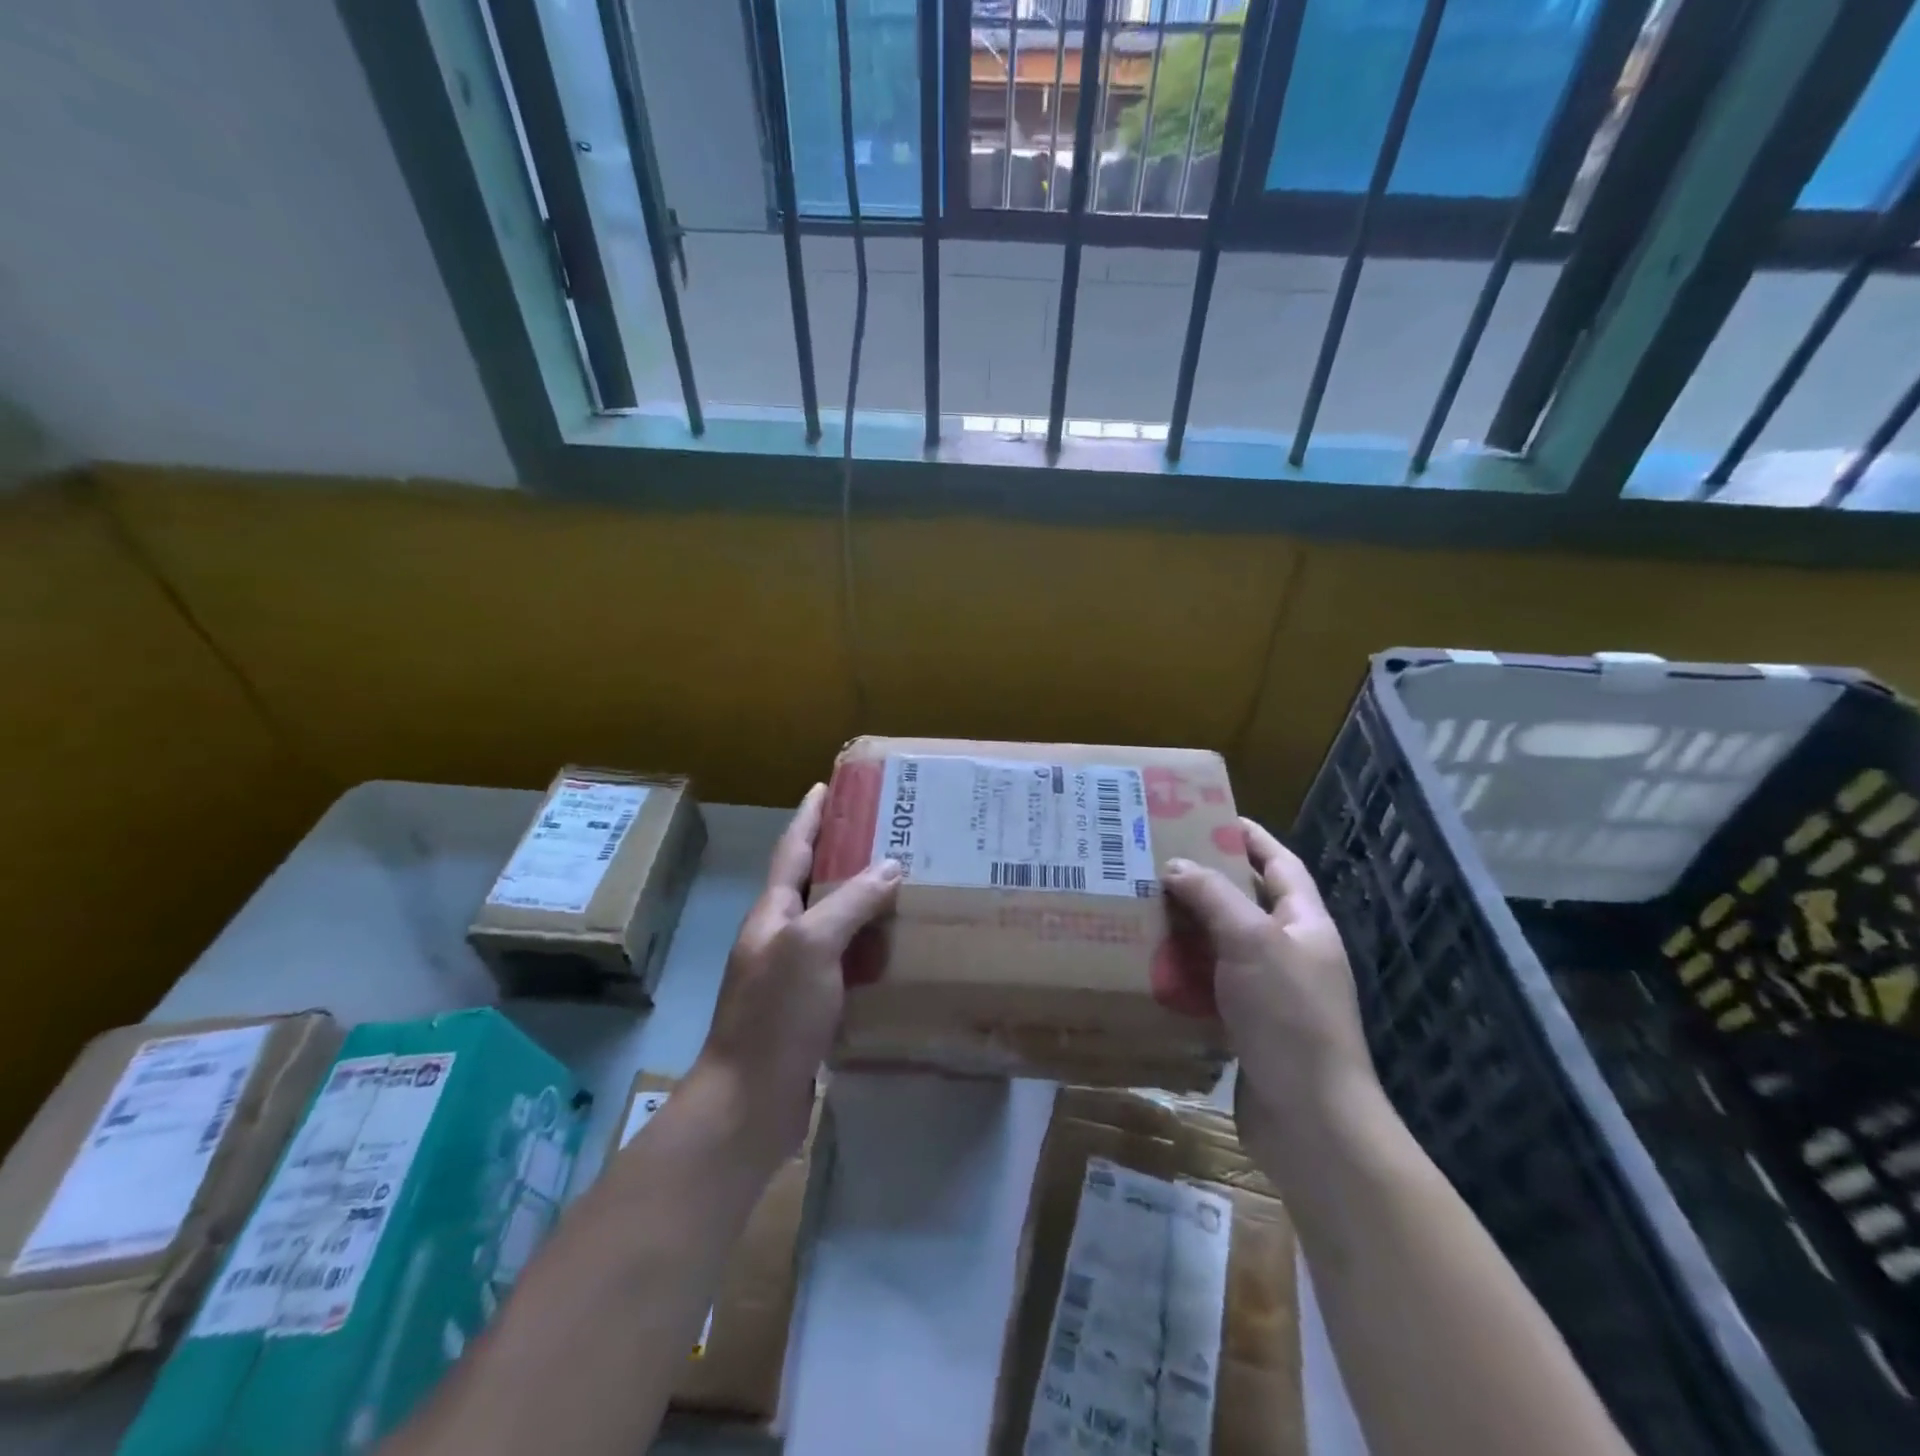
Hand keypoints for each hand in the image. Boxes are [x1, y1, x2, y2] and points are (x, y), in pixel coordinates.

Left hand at [695, 784, 902, 1161]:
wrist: (750, 1102)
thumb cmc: (776, 1014)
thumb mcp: (812, 946)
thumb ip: (849, 903)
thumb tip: (889, 866)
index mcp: (773, 914)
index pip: (792, 849)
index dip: (809, 816)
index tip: (826, 785)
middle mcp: (780, 937)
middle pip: (813, 883)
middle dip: (843, 855)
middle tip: (886, 834)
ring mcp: (794, 974)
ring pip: (833, 925)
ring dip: (861, 903)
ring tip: (902, 886)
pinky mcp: (811, 1009)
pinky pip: (845, 965)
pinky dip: (869, 950)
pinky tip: (897, 951)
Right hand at [1162, 819, 1381, 1168]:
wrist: (1310, 1121)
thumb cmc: (1289, 1018)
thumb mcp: (1252, 943)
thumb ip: (1214, 898)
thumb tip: (1176, 865)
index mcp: (1304, 925)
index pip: (1279, 865)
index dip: (1250, 838)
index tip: (1210, 816)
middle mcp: (1290, 953)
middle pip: (1246, 903)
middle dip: (1206, 881)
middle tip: (1157, 861)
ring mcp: (1270, 992)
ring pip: (1222, 945)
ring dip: (1188, 927)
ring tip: (1143, 906)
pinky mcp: (1247, 1026)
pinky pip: (1210, 985)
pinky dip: (1184, 972)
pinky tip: (1150, 965)